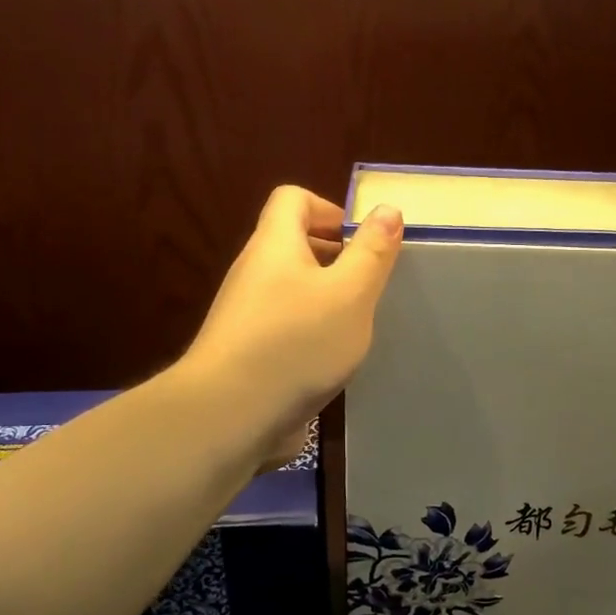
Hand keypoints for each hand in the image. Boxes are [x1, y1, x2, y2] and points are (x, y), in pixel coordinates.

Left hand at [181, 186, 402, 467]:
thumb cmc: (296, 343)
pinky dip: (311, 334)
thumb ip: (371, 252)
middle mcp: (254, 272)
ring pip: (292, 290)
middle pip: (293, 244)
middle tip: (369, 286)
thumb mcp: (349, 294)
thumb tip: (386, 208)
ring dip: (327, 300)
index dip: (330, 209)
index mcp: (275, 245)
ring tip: (358, 326)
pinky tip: (333, 361)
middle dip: (336, 258)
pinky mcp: (248, 353)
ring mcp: (246, 315)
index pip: (292, 198)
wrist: (228, 415)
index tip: (362, 242)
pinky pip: (285, 327)